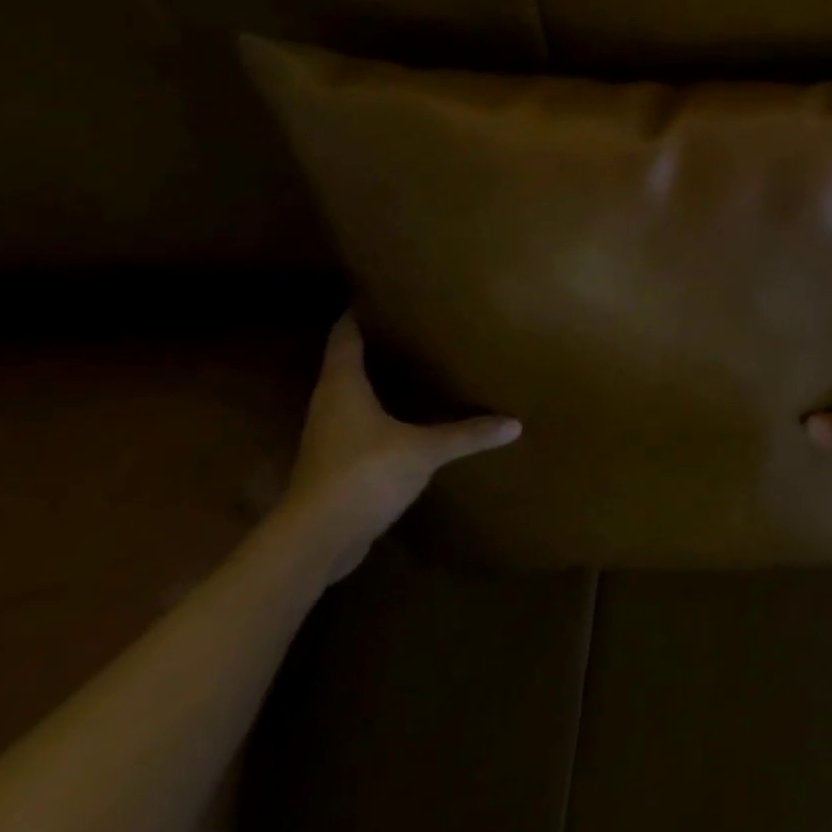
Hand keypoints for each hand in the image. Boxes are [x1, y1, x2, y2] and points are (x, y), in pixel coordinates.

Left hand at [283, 312, 519, 565]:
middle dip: (375, 343)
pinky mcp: (335, 464)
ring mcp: (328, 436)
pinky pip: (359, 424)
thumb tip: (515, 423)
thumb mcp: (424, 450)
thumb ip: (467, 434)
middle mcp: (329, 404)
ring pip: (352, 394)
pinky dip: (379, 413)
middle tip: (411, 325)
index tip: (379, 292)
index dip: (358, 312)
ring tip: (413, 364)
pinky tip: (406, 416)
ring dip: (376, 380)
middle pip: (346, 362)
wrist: (317, 540)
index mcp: (342, 386)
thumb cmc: (364, 474)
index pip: (345, 336)